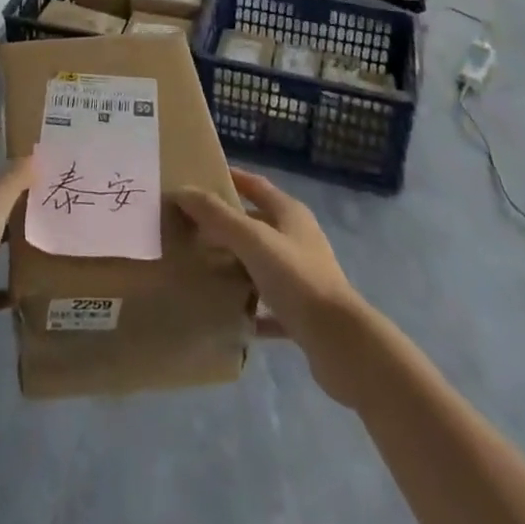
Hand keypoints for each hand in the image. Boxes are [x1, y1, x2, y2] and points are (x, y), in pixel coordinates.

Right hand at [172, 169, 361, 349]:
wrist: (342, 345)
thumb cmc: (297, 279)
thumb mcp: (252, 240)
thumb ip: (216, 215)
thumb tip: (182, 191)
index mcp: (290, 214)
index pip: (256, 186)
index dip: (230, 178)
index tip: (200, 178)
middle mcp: (298, 241)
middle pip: (256, 225)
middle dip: (225, 225)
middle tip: (190, 227)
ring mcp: (302, 278)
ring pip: (260, 264)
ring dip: (235, 265)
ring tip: (200, 267)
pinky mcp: (303, 314)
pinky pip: (268, 305)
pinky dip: (249, 306)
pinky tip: (226, 313)